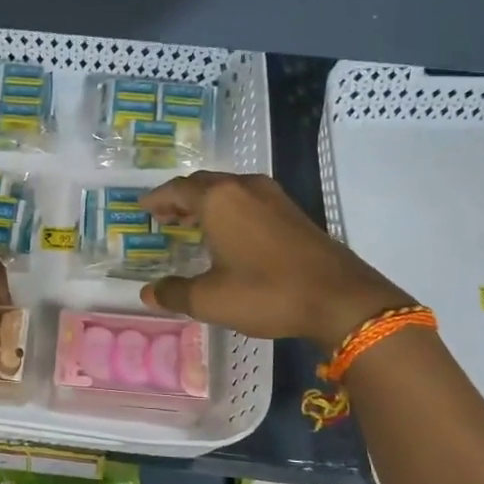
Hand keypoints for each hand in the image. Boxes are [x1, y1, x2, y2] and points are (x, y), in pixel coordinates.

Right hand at [139, 172, 412, 347]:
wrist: (340, 298)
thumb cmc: (267, 293)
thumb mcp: (211, 300)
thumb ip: (175, 293)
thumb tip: (148, 293)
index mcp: (218, 200)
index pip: (176, 189)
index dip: (156, 199)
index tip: (142, 208)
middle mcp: (244, 188)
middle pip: (202, 183)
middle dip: (180, 197)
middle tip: (163, 215)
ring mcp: (272, 196)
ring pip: (228, 189)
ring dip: (206, 201)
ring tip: (191, 222)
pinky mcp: (292, 210)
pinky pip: (248, 198)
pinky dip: (229, 208)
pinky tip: (229, 232)